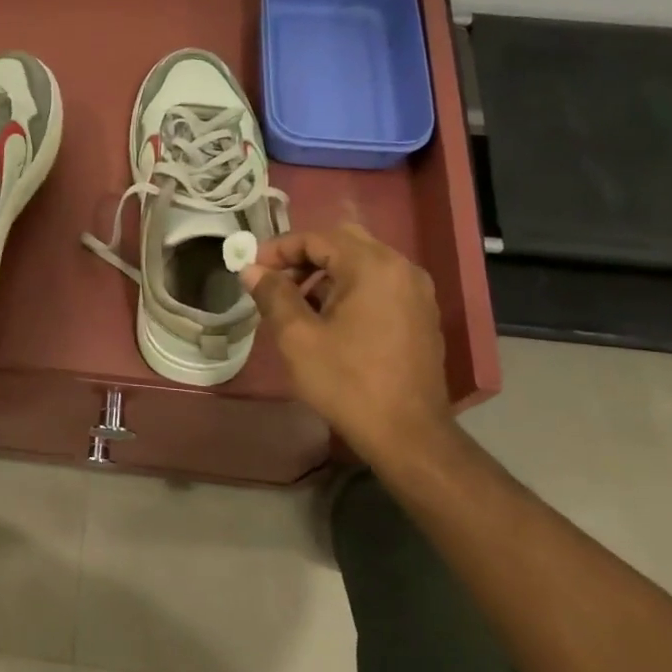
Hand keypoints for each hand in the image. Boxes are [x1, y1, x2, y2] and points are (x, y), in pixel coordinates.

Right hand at [240, 224, 454, 466]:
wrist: (407, 434)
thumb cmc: (347, 382)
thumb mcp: (297, 337)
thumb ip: (273, 295)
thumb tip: (251, 270)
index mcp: (372, 266)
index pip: (317, 237)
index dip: (278, 249)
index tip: (252, 270)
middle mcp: (401, 268)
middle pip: (343, 242)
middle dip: (304, 257)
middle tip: (274, 281)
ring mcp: (416, 292)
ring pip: (362, 263)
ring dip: (325, 274)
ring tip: (295, 304)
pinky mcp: (420, 315)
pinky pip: (378, 285)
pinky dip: (348, 289)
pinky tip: (328, 320)